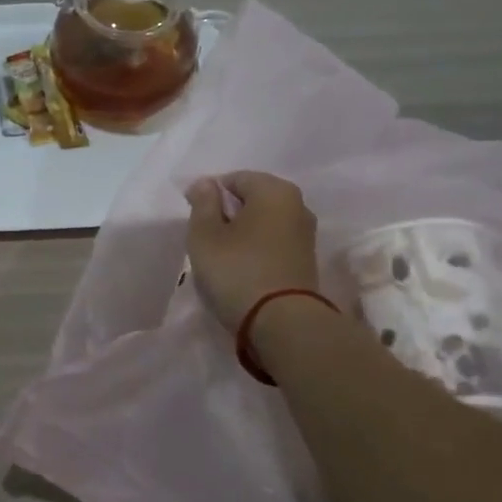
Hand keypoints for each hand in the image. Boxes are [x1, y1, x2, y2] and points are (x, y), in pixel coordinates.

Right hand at [183, 171, 320, 329]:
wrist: (282, 322)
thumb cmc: (237, 270)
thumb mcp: (205, 235)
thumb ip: (202, 203)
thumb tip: (206, 183)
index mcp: (274, 190)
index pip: (234, 179)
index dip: (209, 195)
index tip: (195, 220)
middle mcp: (297, 205)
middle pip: (252, 200)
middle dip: (228, 214)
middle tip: (206, 240)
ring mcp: (305, 234)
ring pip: (263, 223)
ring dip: (242, 233)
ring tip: (222, 257)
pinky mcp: (306, 260)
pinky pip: (273, 243)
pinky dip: (256, 249)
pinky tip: (241, 269)